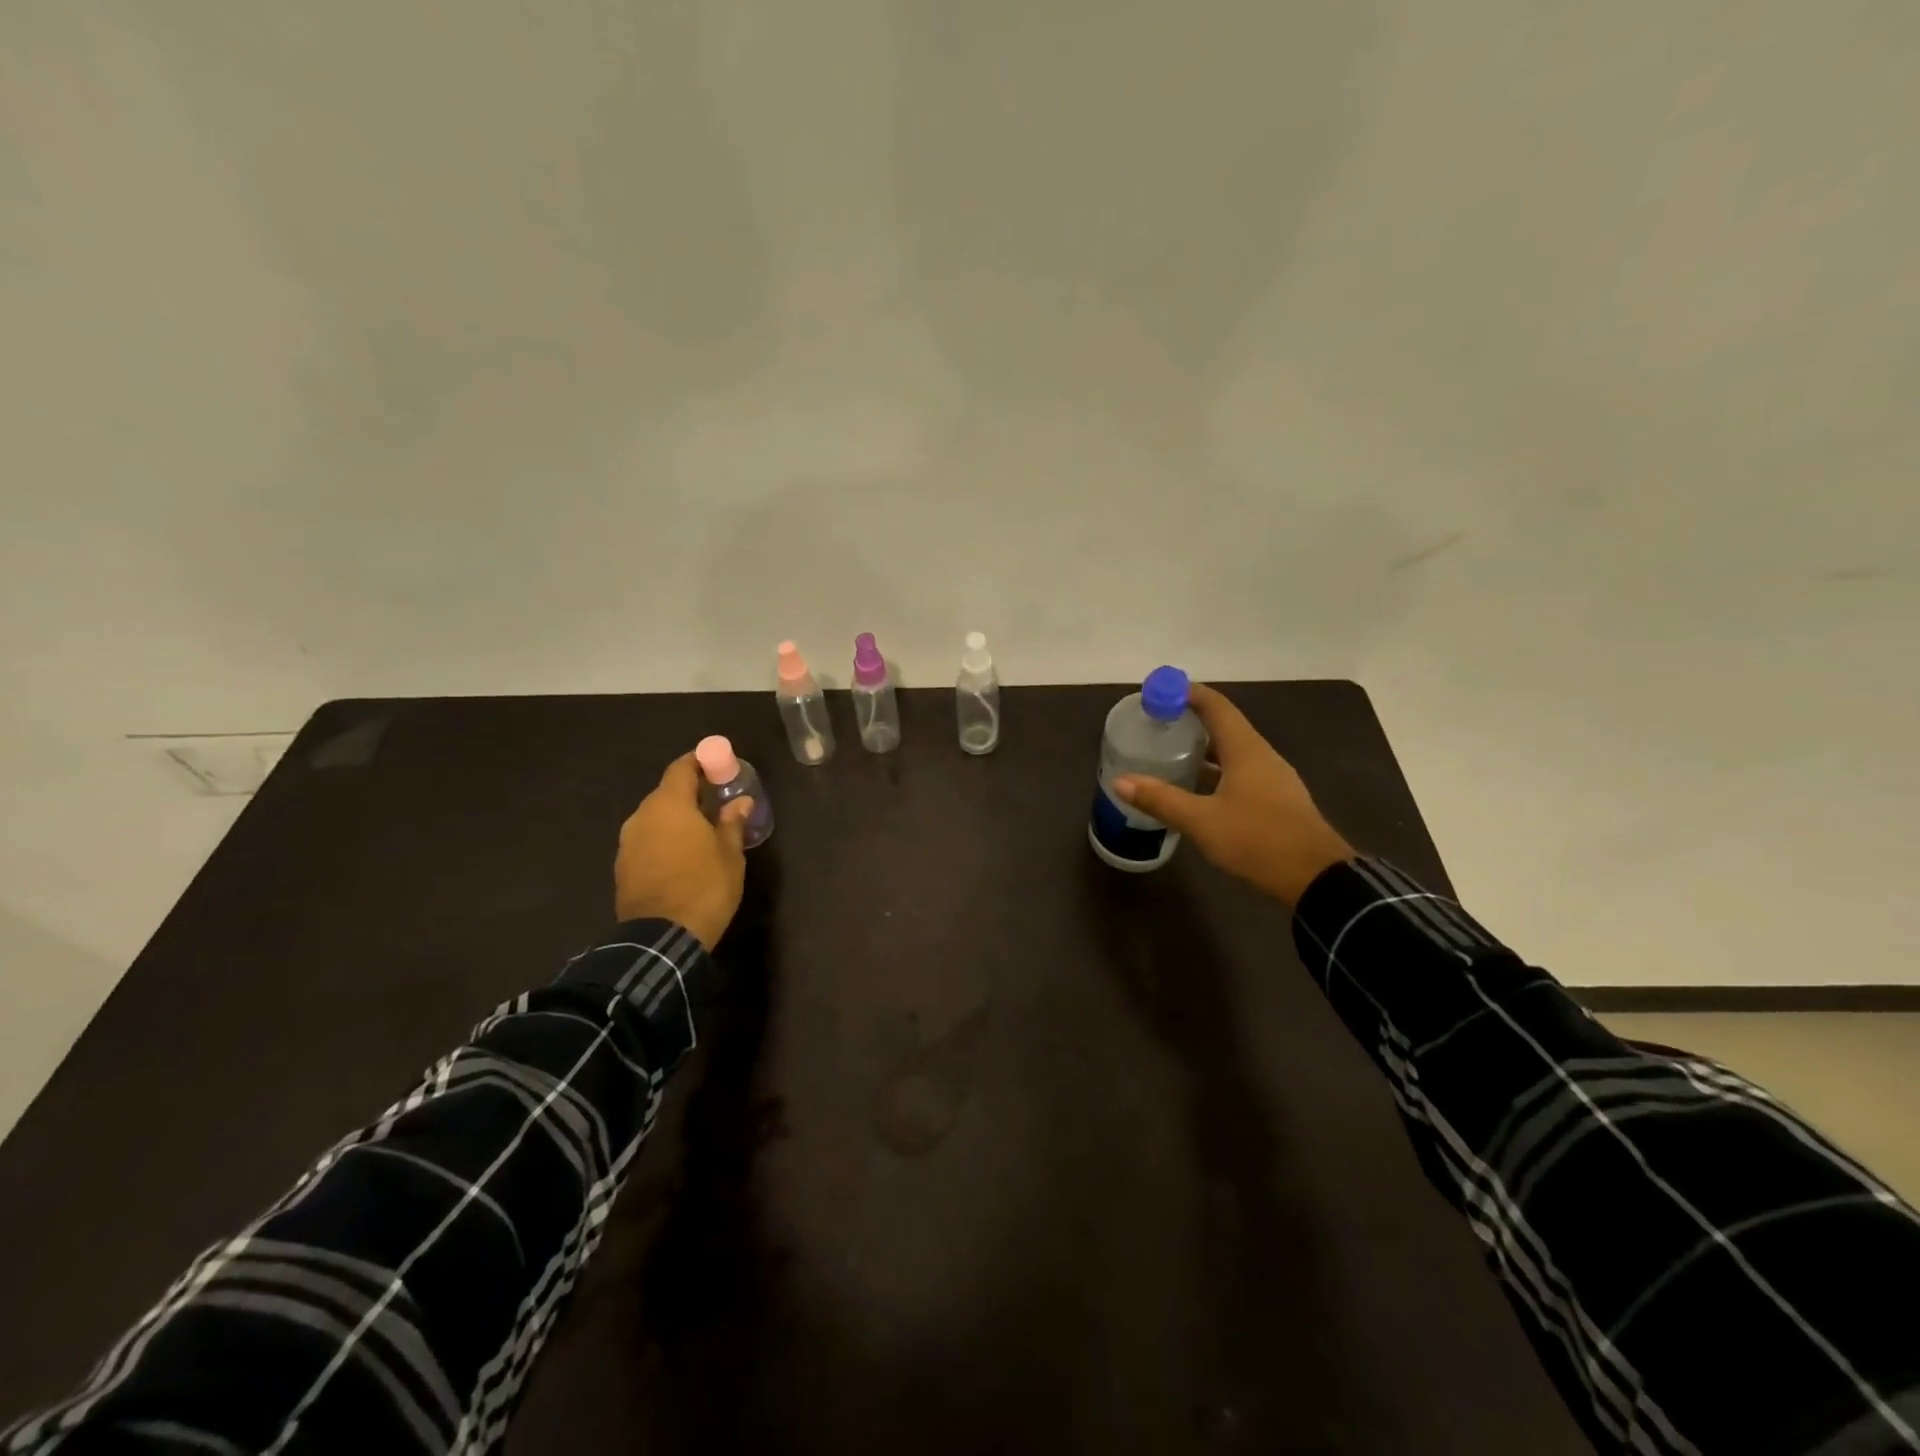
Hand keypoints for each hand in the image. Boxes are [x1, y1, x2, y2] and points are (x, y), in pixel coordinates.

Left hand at [614, 753, 753, 949]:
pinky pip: (647, 842)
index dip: (700, 762)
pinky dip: (664, 841)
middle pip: (666, 793)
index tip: (718, 766)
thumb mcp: (730, 854)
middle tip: (717, 803)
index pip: (681, 768)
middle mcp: (642, 816)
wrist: (661, 938)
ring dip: (676, 820)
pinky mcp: (623, 867)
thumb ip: (732, 823)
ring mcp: (628, 843)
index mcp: (670, 805)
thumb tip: (739, 802)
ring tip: (702, 834)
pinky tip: (683, 858)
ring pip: (655, 819)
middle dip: (691, 795)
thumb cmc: (705, 886)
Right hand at [1114, 684, 1353, 905]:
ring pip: (1232, 751)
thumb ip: (1161, 800)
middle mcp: (1261, 756)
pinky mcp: (1275, 800)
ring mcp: (1272, 778)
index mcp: (1246, 749)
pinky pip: (1240, 772)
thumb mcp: (1202, 821)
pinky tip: (1196, 788)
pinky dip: (1215, 770)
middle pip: (1224, 725)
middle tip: (1156, 725)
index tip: (1157, 693)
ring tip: (1170, 753)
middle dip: (1190, 720)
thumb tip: (1120, 781)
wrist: (1317, 879)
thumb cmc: (1258, 840)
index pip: (1216, 705)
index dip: (1187, 694)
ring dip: (1203, 747)